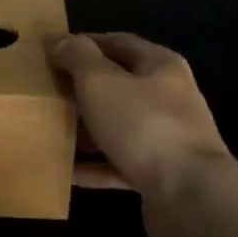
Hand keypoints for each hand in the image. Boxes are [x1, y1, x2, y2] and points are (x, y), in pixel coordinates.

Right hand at [50, 33, 233, 203]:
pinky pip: (120, 163)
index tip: (52, 51)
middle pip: (119, 85)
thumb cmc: (144, 125)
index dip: (85, 43)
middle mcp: (169, 97)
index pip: (119, 42)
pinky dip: (96, 166)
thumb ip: (78, 58)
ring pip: (118, 126)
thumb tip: (59, 39)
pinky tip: (67, 171)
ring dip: (87, 128)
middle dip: (83, 88)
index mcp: (160, 66)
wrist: (190, 197)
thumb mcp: (101, 82)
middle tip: (46, 91)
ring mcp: (168, 138)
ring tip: (50, 129)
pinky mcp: (162, 175)